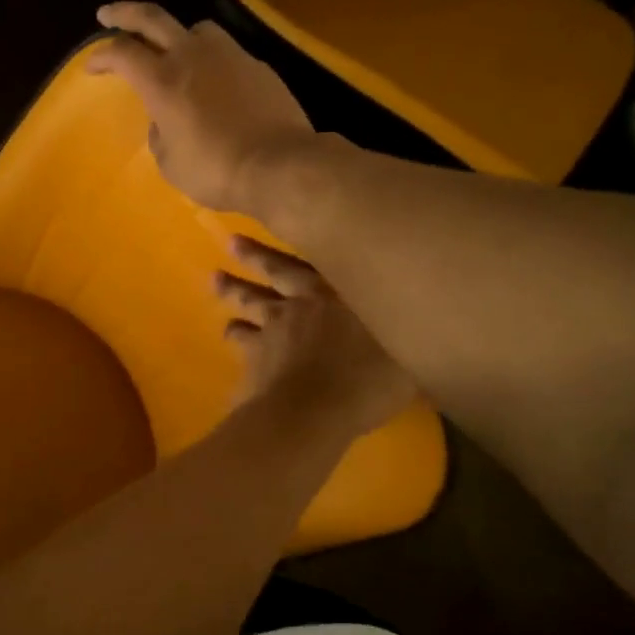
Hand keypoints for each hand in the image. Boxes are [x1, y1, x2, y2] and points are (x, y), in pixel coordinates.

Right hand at [88, 2, 314, 212]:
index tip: (91, 66)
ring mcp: (228, 55)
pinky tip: (215, 81)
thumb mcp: (171, 163)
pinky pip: (226, 52)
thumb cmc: (215, 170)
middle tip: (109, 14)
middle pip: (152, 18)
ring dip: (177, 34)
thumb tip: (164, 121)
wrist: (278, 164)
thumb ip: (160, 135)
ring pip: (196, 28)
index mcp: (162, 81)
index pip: (122, 53)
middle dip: (124, 13)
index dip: (101, 56)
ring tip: (174, 50)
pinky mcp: (256, 65)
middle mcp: (191, 56)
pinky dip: (211, 60)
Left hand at [216, 236, 415, 437]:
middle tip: (231, 240)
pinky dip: (234, 333)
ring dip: (233, 289)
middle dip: (254, 255)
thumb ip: (405, 338)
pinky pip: (240, 338)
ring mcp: (274, 327)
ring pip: (250, 300)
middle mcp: (303, 301)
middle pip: (274, 271)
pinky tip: (227, 330)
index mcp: (341, 292)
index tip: (286, 222)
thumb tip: (419, 327)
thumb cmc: (368, 381)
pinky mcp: (254, 353)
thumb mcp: (407, 358)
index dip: (303, 241)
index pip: (319, 259)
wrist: (314, 412)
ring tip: (216, 278)